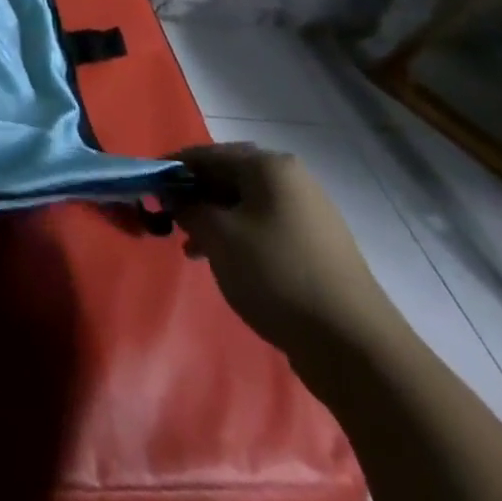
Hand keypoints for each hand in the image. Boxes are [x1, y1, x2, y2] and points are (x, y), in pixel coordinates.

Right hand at [172, 143, 398, 357]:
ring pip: (245, 204)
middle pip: (227, 176)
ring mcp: (309, 212)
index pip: (206, 154)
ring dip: (214, 219)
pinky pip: (265, 226)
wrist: (355, 346)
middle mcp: (291, 178)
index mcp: (269, 166)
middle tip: (168, 218)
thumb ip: (188, 207)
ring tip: (191, 247)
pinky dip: (239, 236)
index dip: (172, 169)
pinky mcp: (318, 245)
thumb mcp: (218, 236)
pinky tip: (224, 262)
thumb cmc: (276, 275)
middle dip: (194, 195)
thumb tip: (173, 197)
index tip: (146, 188)